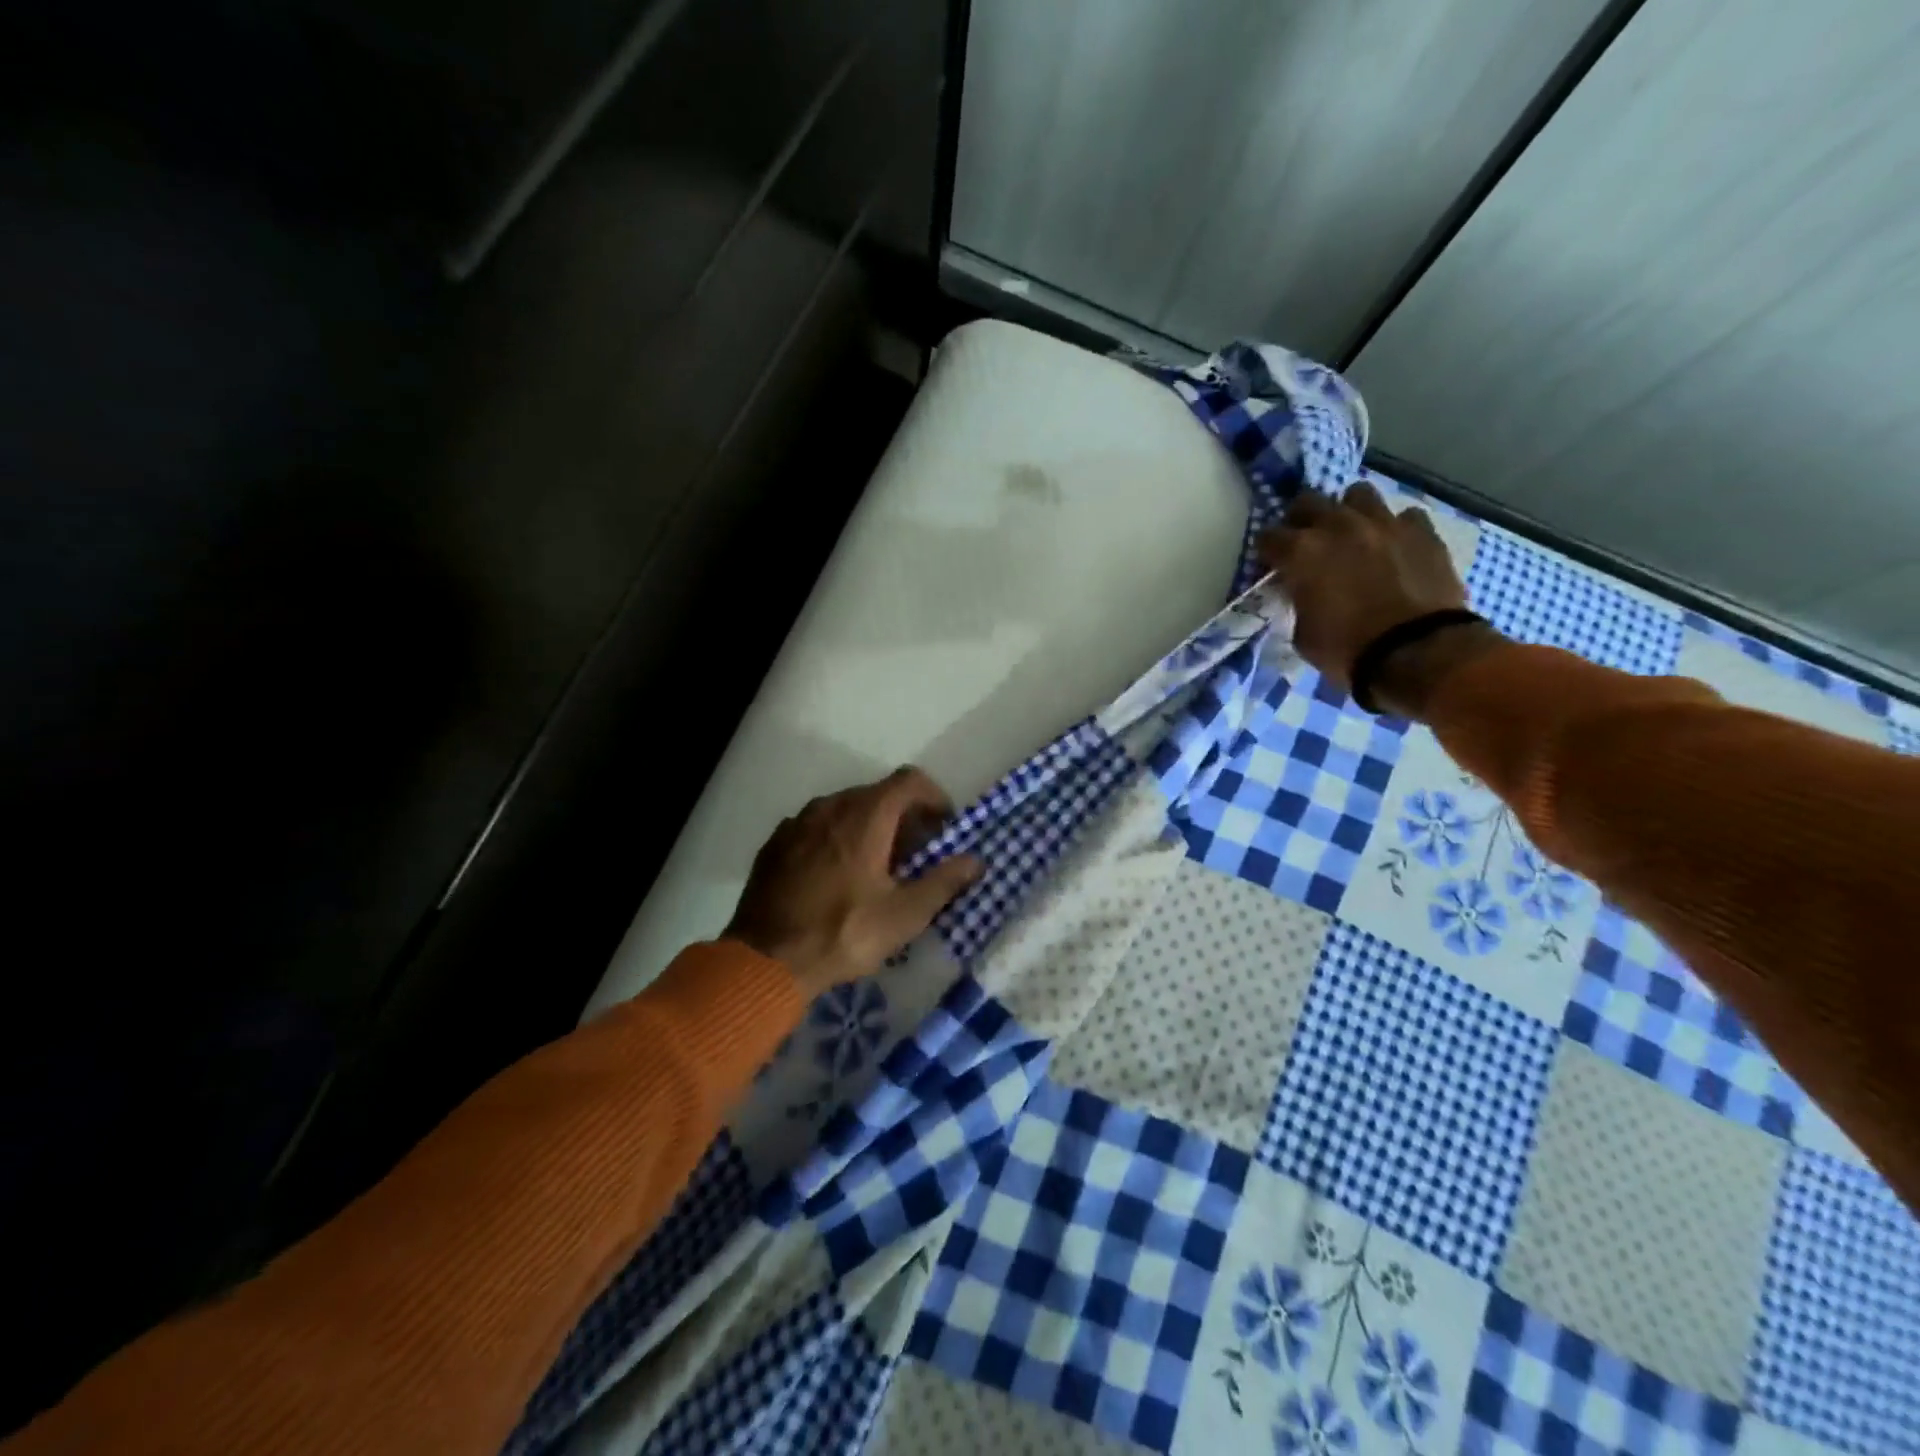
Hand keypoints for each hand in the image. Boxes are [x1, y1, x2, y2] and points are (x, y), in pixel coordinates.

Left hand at [724, 767, 983, 999]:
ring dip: (868, 827)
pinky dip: (836, 839)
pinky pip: (816, 827)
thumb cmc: (844, 933)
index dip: (933, 797)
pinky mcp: (776, 843)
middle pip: (877, 794)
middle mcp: (830, 806)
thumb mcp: (904, 915)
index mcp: (865, 815)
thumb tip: (976, 860)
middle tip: (914, 856)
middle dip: (903, 817)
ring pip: (844, 809)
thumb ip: (944, 881)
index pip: (909, 781)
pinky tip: (836, 876)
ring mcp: (797, 822)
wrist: (766, 960)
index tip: (943, 828)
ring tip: (875, 868)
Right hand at [1258, 484, 1499, 715]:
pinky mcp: (1423, 532)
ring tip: (1352, 534)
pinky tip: (1394, 547)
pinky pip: (1403, 516)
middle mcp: (1338, 526)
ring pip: (1358, 495)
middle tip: (1306, 541)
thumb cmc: (1348, 649)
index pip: (1269, 537)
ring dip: (1349, 512)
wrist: (1417, 652)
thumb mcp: (1303, 633)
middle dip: (1302, 519)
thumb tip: (1305, 593)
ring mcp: (1383, 523)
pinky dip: (1394, 528)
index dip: (1268, 552)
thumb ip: (1300, 601)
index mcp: (1301, 553)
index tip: (1272, 565)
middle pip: (1308, 501)